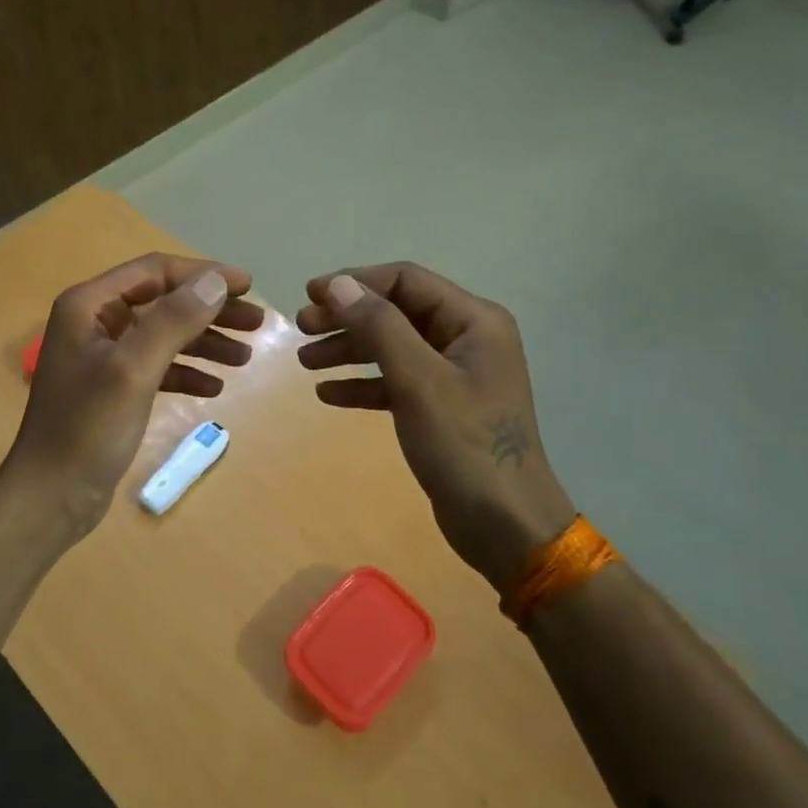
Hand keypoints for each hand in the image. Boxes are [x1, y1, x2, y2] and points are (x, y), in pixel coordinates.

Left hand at [5, 253, 264, 537]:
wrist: (50, 496)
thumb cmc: (87, 428)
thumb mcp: (134, 369)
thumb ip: (174, 320)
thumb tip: (216, 281)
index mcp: (89, 305)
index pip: (155, 271)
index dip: (203, 274)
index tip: (248, 285)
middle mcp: (94, 322)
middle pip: (163, 302)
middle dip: (210, 310)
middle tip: (257, 322)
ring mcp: (103, 357)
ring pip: (164, 336)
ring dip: (204, 342)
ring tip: (246, 356)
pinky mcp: (113, 389)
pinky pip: (157, 368)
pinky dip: (186, 373)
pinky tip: (214, 388)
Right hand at [297, 263, 576, 590]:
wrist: (506, 526)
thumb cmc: (465, 446)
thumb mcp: (419, 381)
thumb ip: (379, 327)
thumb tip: (339, 284)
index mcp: (474, 320)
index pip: (406, 280)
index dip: (356, 282)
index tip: (309, 295)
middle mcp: (466, 338)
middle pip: (396, 312)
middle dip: (347, 317)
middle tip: (301, 329)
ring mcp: (454, 374)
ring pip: (392, 347)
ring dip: (348, 350)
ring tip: (304, 363)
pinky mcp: (441, 407)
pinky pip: (395, 382)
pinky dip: (363, 384)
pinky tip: (328, 394)